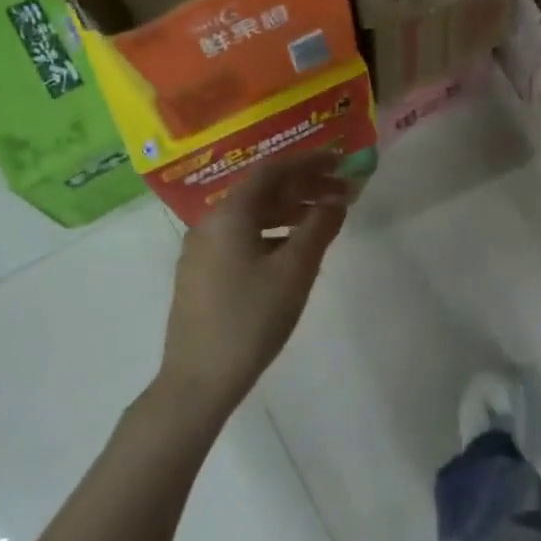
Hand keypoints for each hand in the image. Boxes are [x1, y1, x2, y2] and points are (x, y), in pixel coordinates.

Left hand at [158, 152, 349, 414]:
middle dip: (304, 187)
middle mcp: (210, 222)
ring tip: (324, 220)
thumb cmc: (251, 319)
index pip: (273, 170)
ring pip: (252, 216)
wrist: (199, 378)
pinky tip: (293, 250)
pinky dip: (272, 233)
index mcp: (229, 214)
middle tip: (342, 193)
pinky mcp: (201, 273)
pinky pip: (242, 237)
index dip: (310, 161)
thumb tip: (336, 200)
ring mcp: (201, 249)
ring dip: (289, 211)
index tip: (341, 161)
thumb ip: (319, 228)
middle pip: (262, 191)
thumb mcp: (295, 271)